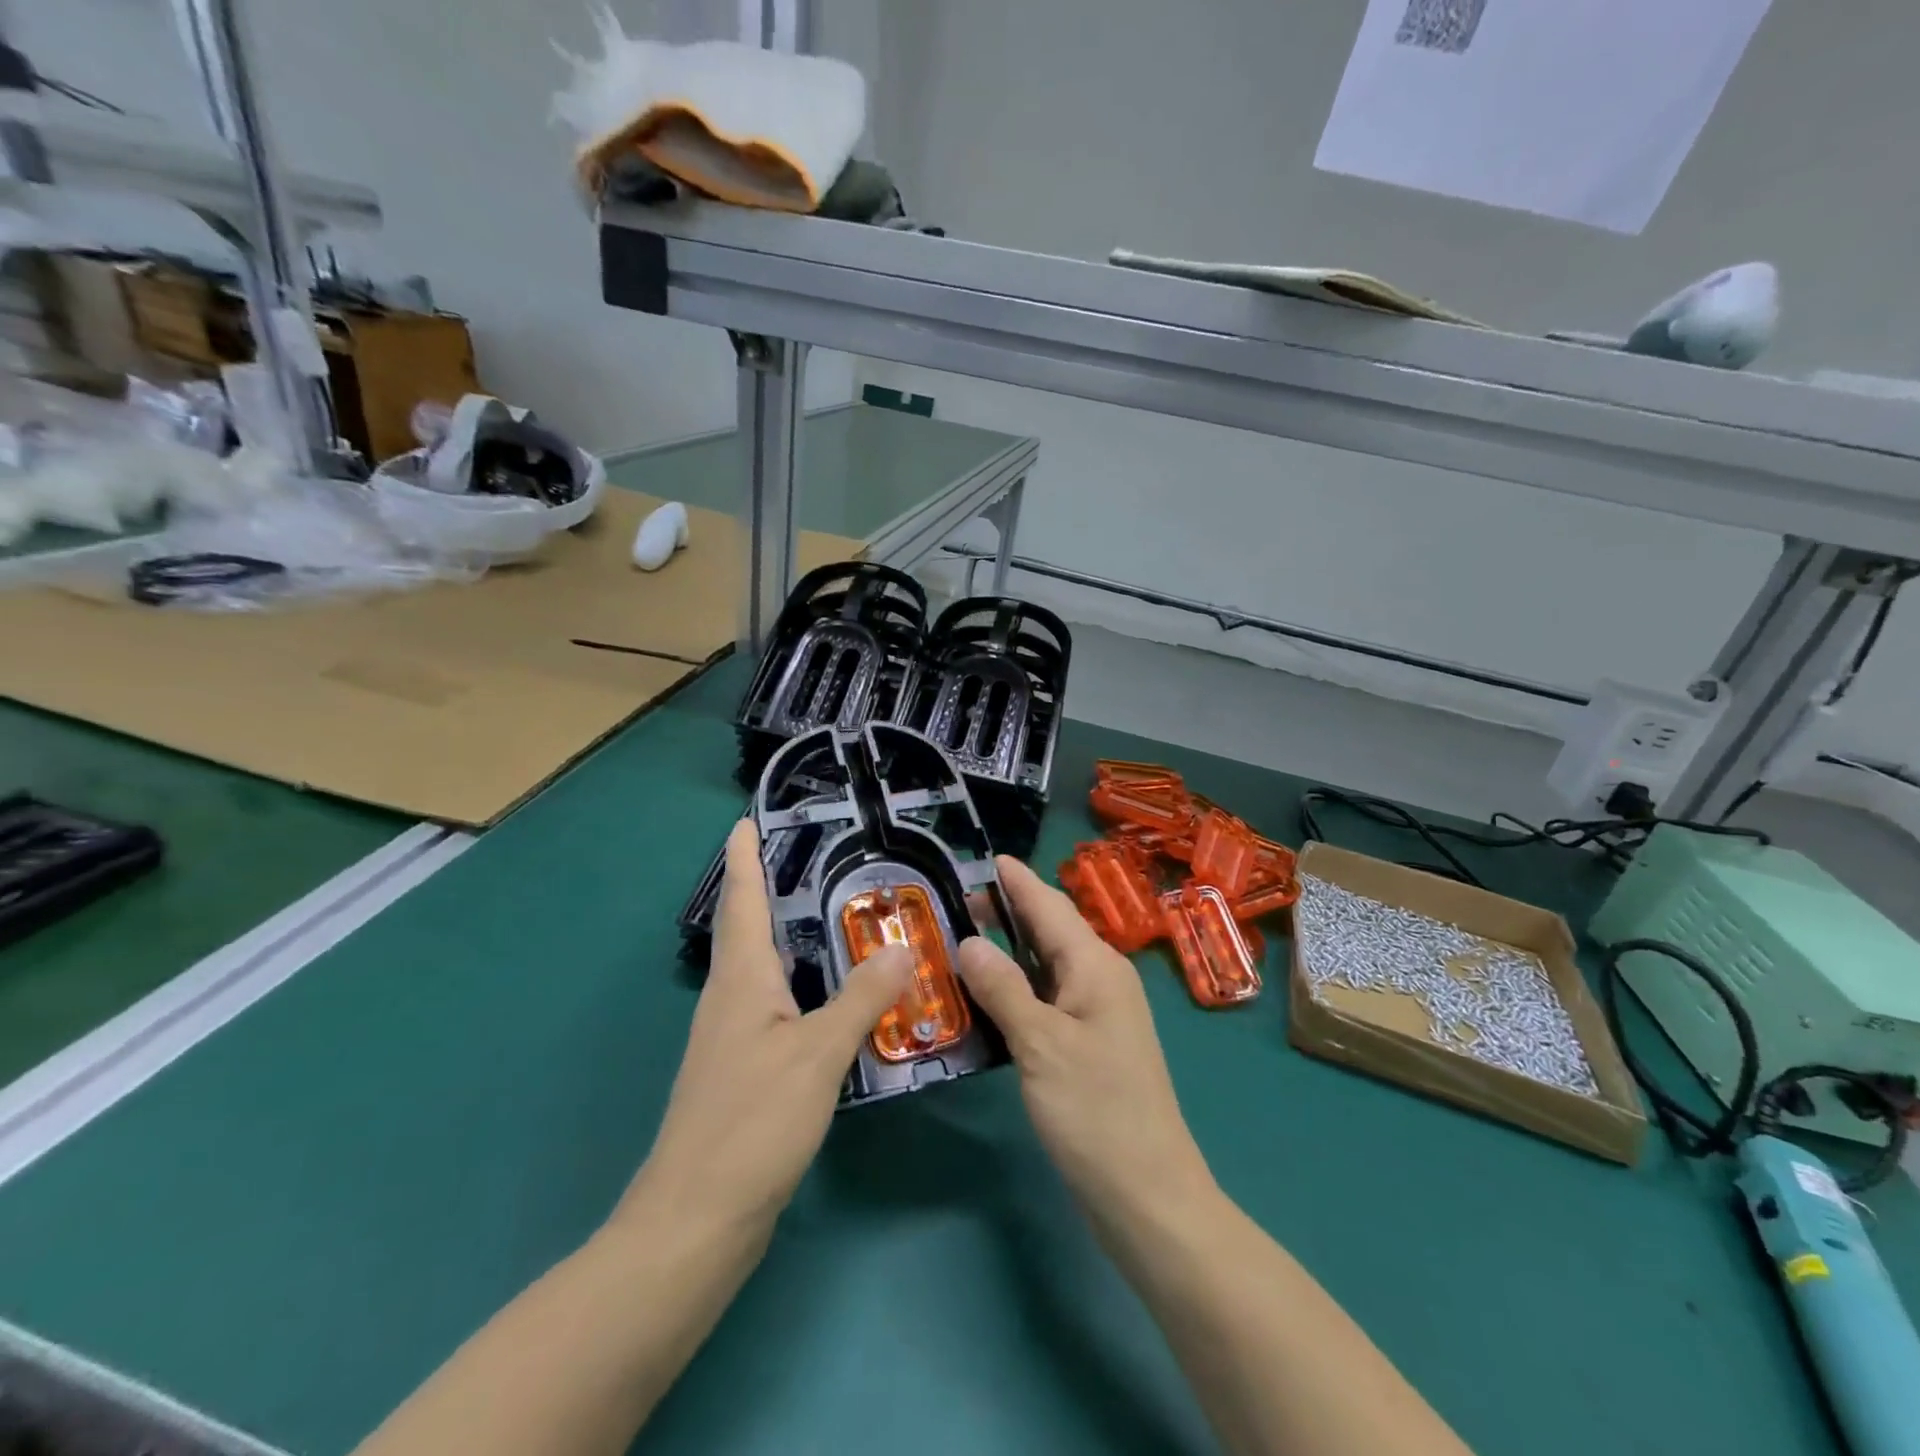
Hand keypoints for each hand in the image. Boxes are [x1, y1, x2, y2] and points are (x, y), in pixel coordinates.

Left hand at [622, 820, 911, 1243]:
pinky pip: (775, 1005)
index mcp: (740, 981)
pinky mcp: (745, 1071)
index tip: (746, 819)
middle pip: (749, 929)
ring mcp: (734, 1038)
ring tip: (832, 913)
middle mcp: (731, 999)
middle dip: (769, 889)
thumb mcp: (816, 1055)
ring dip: (788, 935)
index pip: (742, 902)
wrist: (695, 1222)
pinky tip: (831, 995)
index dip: (744, 858)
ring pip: (763, 968)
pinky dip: (801, 983)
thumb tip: (900, 947)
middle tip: (812, 857)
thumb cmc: (751, 1124)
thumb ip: (860, 999)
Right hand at [958, 858, 1216, 1228]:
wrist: (1147, 1195)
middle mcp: (1101, 980)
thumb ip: (1003, 988)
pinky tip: (988, 996)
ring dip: (1010, 950)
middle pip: (1051, 931)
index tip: (988, 858)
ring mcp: (1098, 1015)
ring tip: (963, 938)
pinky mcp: (1089, 1046)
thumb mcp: (1041, 1044)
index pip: (1051, 906)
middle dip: (1009, 911)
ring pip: (1048, 966)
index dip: (1018, 881)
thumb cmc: (1096, 1111)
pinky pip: (1048, 999)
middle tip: (957, 902)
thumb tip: (969, 940)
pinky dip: (1017, 988)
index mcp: (1096, 967)